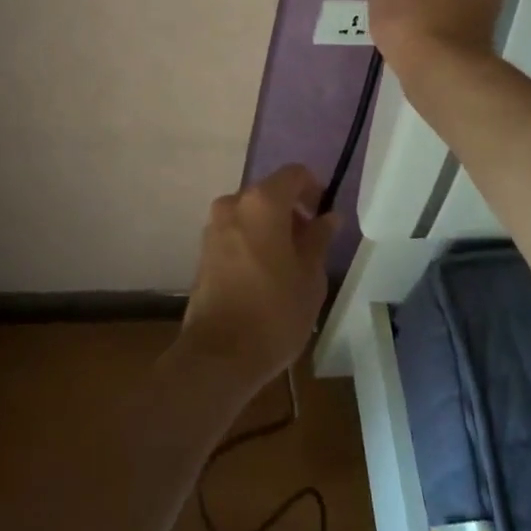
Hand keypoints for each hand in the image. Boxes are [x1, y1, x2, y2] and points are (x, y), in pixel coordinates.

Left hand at [180, 165, 335, 388]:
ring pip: (251, 214)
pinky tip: (265, 276)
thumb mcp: (310, 277)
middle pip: (269, 194)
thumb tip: (327, 217)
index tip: (323, 215)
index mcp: (262, 203)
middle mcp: (233, 205)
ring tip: (289, 265)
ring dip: (271, 228)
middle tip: (310, 246)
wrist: (218, 356)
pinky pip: (235, 233)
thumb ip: (318, 239)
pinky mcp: (203, 252)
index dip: (313, 188)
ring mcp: (213, 227)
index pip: (294, 174)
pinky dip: (252, 242)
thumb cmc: (274, 312)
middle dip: (291, 212)